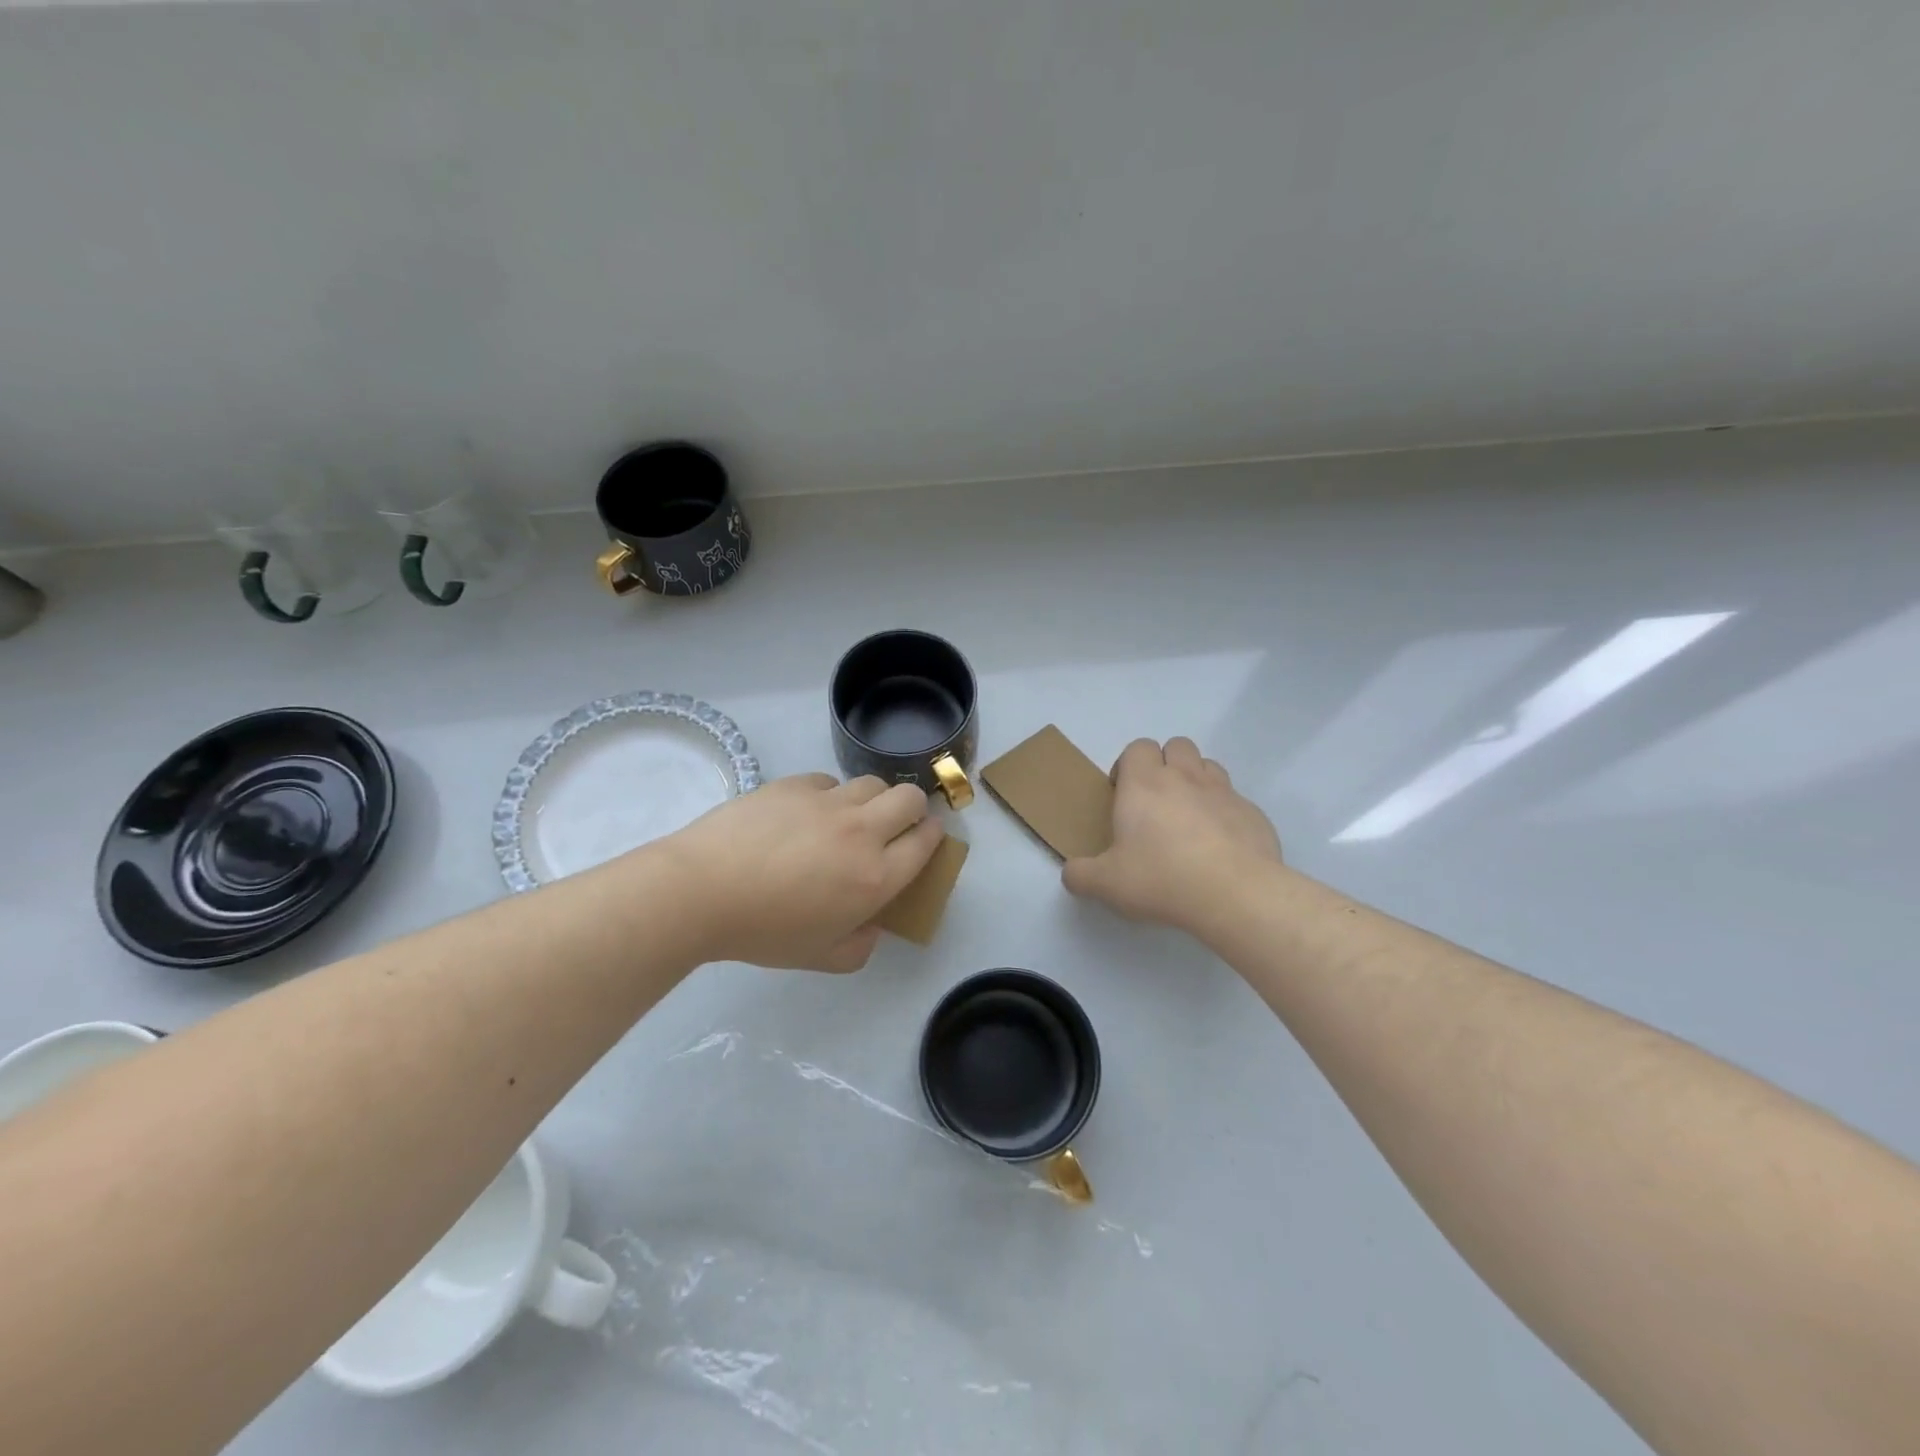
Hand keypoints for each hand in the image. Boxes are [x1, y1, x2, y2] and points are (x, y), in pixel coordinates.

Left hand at [663, 773, 944, 971]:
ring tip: (850, 818)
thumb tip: (872, 924)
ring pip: (872, 783)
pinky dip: (829, 796)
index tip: (925, 838)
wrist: (702, 890)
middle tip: (896, 825)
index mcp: (875, 877)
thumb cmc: (764, 932)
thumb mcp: (821, 957)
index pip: (925, 842)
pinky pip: (828, 782)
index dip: (932, 836)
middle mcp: (862, 831)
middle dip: (914, 809)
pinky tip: (806, 815)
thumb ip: (860, 946)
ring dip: (873, 799)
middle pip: (910, 799)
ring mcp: (828, 802)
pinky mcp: (795, 784)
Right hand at [1062, 738, 1281, 933]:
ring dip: (1196, 781)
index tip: (1123, 795)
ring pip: (1208, 766)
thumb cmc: (1162, 878)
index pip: (1138, 747)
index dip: (1128, 765)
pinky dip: (1224, 813)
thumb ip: (1080, 875)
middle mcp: (1185, 777)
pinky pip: (1235, 801)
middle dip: (1166, 764)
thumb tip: (1071, 873)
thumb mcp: (1106, 883)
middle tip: (1156, 802)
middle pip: (1177, 745)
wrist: (1235, 894)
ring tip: (1189, 818)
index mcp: (1144, 784)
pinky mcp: (1253, 814)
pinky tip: (1220, 847)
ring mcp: (1224, 792)